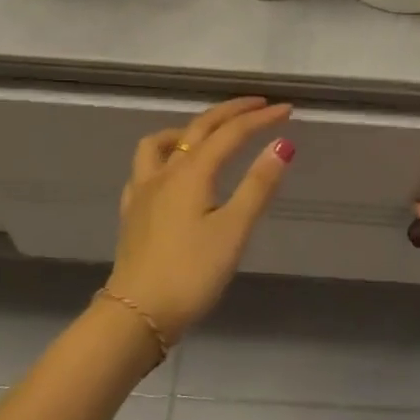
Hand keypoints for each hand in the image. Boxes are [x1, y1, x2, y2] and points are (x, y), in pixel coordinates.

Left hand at [109, 98, 294, 340]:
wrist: (137, 314)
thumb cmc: (192, 273)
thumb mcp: (233, 230)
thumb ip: (258, 185)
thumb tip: (282, 144)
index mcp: (192, 172)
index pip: (230, 133)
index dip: (260, 119)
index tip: (287, 109)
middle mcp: (165, 172)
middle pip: (198, 128)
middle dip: (229, 112)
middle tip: (258, 106)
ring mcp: (143, 191)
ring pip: (161, 142)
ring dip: (188, 128)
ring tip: (208, 133)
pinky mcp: (132, 212)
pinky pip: (144, 168)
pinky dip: (163, 156)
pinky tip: (170, 171)